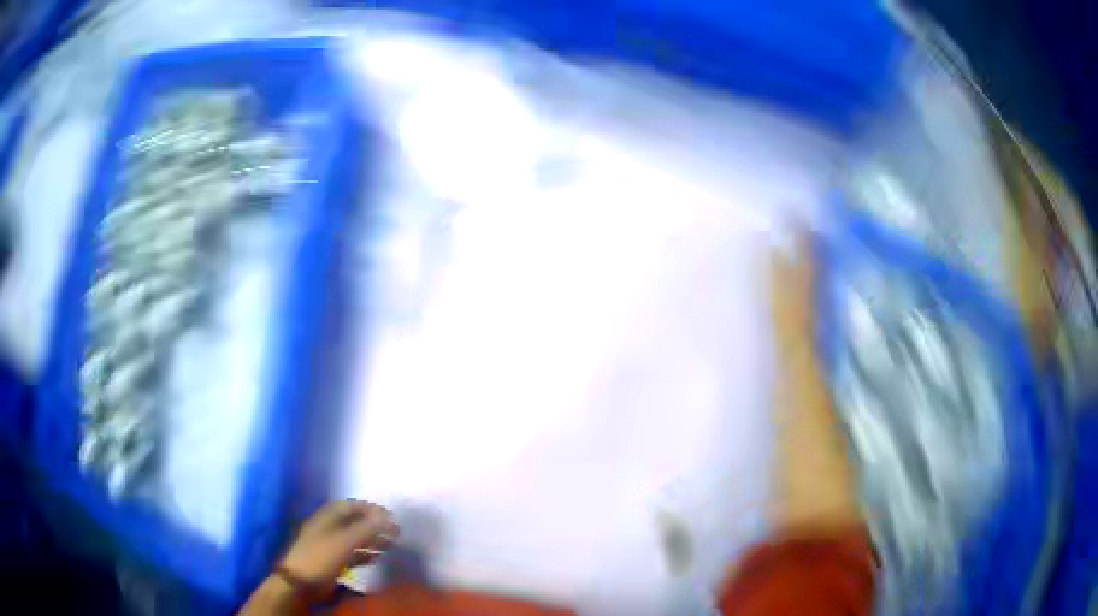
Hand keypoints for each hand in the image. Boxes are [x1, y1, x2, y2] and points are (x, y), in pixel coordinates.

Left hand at [280, 500, 399, 586]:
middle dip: (375, 526)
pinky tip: (379, 558)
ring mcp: (331, 544)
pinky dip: (367, 554)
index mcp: (328, 516)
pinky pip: (354, 553)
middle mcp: (330, 527)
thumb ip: (366, 528)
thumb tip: (386, 516)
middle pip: (355, 522)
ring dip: (373, 540)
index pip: (352, 506)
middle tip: (396, 532)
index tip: (391, 516)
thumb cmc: (321, 556)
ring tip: (392, 545)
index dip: (371, 509)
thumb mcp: (344, 541)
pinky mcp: (334, 560)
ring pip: (356, 538)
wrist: (301, 582)